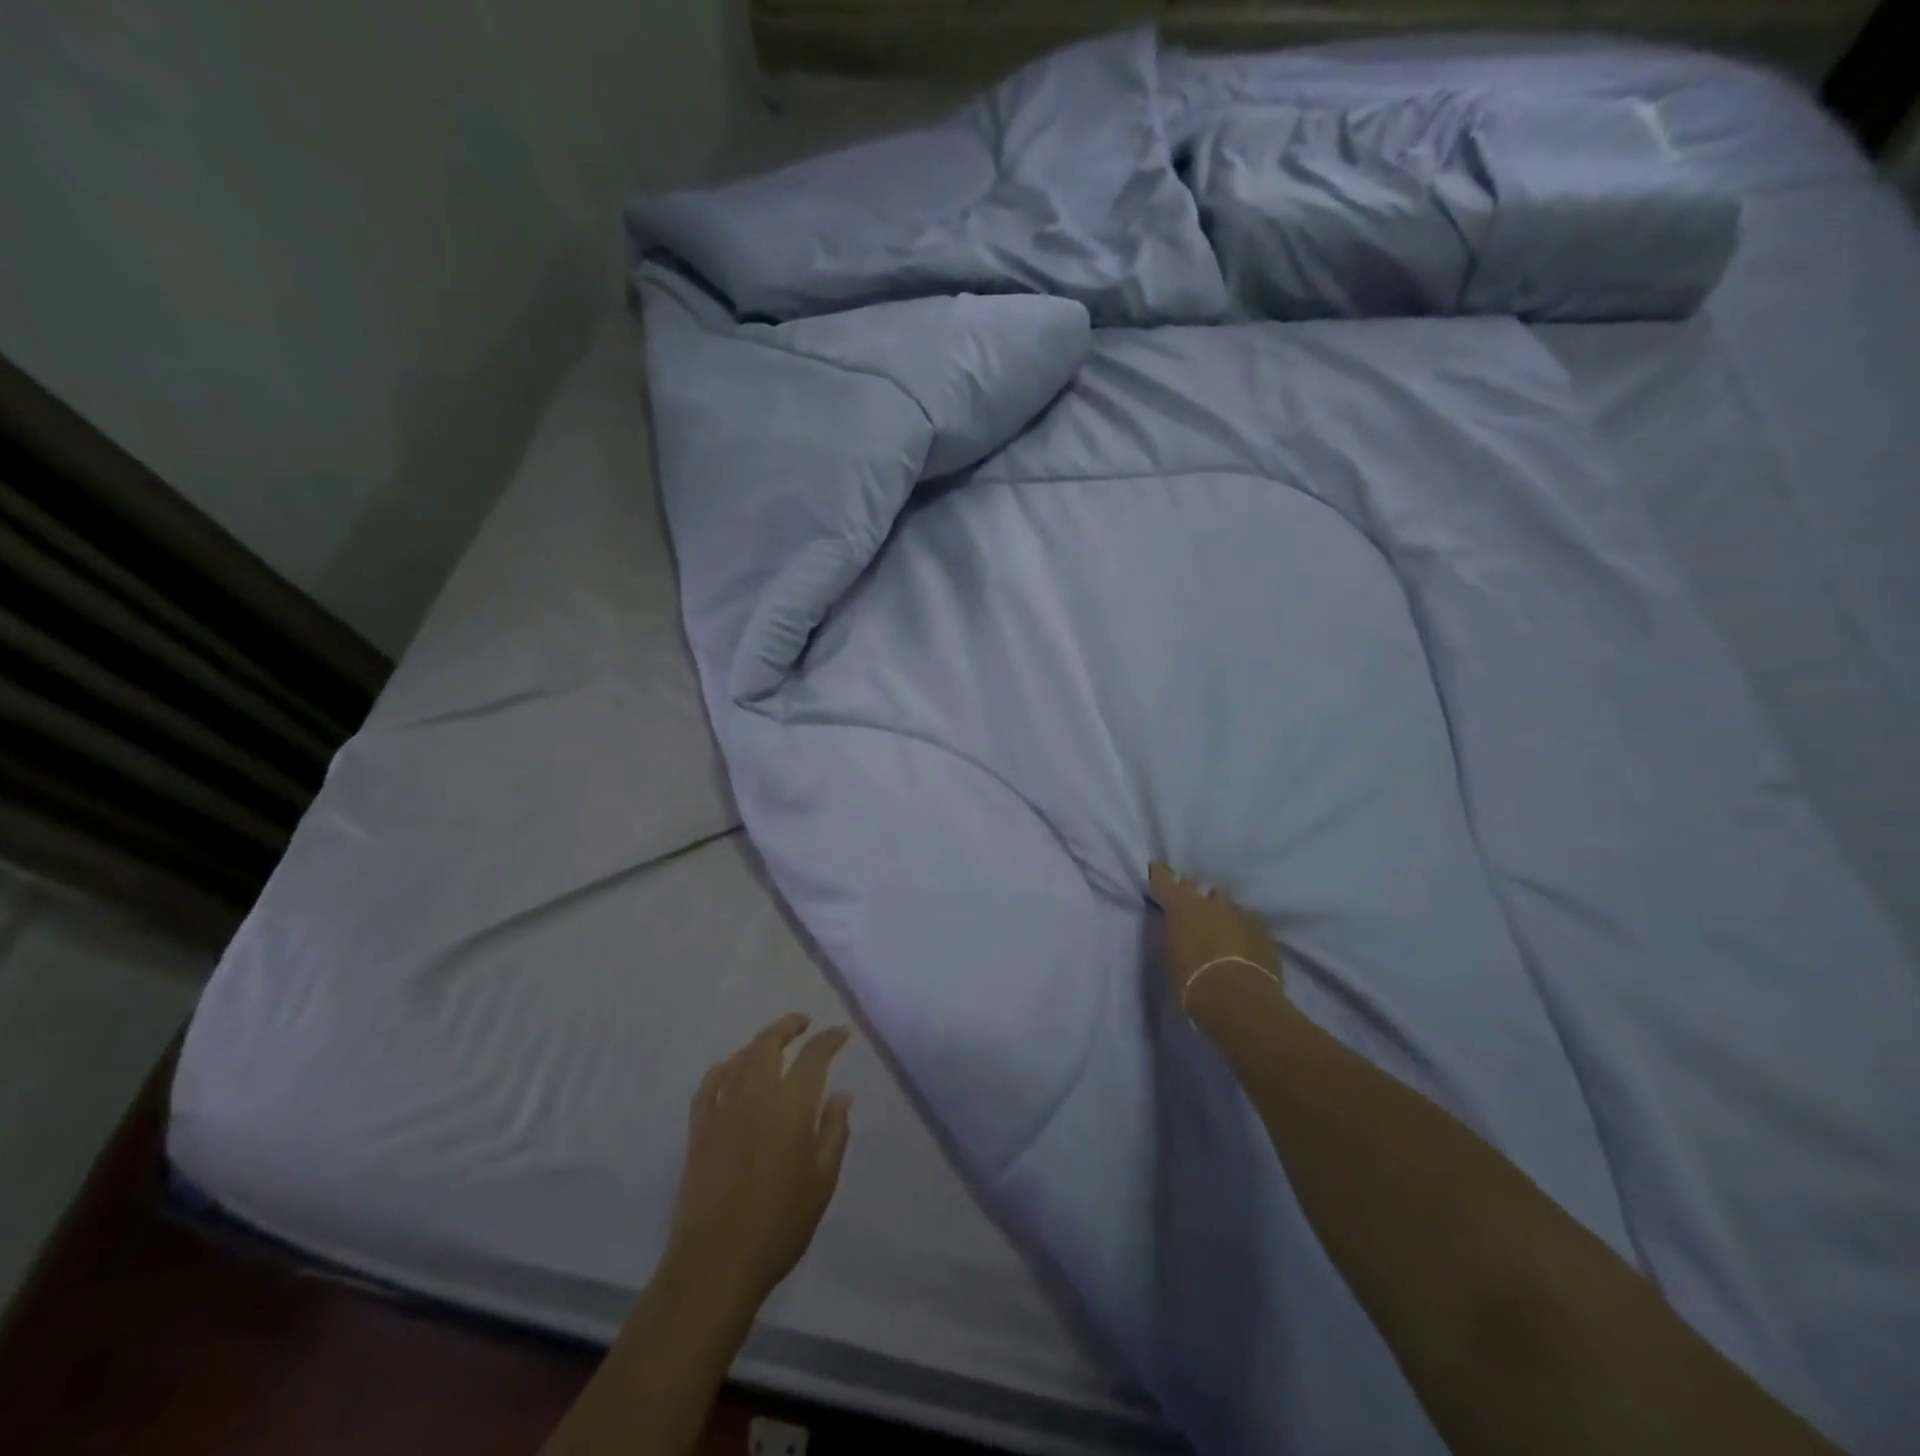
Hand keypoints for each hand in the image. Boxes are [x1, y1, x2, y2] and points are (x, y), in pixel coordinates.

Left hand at [665, 1013, 852, 1305]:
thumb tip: (842, 1095)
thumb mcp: (823, 1181)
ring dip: (759, 1044)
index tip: (841, 1034)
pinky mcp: (698, 1130)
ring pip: (739, 1059)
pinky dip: (722, 1069)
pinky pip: (708, 1086)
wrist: (716, 1263)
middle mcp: (755, 1096)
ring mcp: (722, 1111)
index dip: (829, 1040)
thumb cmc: (780, 1224)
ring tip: (772, 1044)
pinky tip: (728, 1069)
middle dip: (788, 1026)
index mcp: (791, 1106)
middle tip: (803, 1022)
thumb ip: (834, 1131)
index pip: (813, 1057)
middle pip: (768, 1044)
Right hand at [1147, 861, 1285, 1019]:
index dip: (1161, 873)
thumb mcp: (1173, 956)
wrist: (1239, 999)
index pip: (1166, 880)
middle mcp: (1211, 902)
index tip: (1157, 865)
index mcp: (1182, 906)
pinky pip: (1247, 922)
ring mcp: (1240, 914)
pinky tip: (1241, 944)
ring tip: (1219, 926)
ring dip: (1221, 911)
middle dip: (1194, 892)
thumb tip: (1180, 929)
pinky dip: (1241, 929)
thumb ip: (1176, 935)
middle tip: (1191, 903)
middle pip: (1199, 887)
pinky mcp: (1263, 931)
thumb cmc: (1193, 981)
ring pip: (1227, 904)